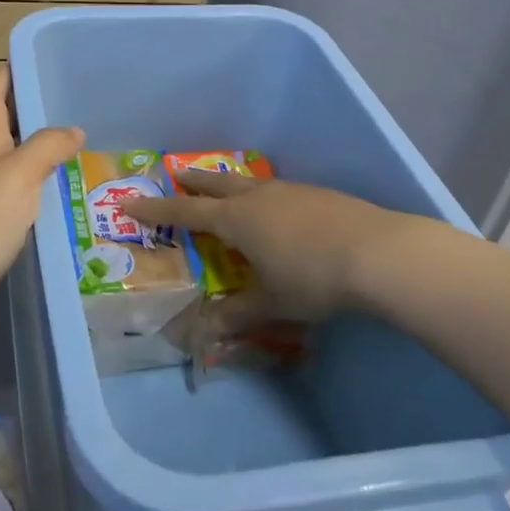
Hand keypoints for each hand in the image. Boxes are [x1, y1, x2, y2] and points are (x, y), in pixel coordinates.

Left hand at [0, 69, 82, 322]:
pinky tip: (55, 192)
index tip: (27, 58)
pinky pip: (15, 191)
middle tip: (65, 101)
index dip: (5, 76)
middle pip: (1, 127)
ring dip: (34, 147)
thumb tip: (74, 129)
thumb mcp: (17, 177)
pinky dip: (35, 183)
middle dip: (27, 110)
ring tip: (72, 144)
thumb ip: (46, 148)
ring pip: (10, 159)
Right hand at [126, 171, 404, 325]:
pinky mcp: (317, 194)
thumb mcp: (271, 302)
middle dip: (193, 183)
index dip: (156, 209)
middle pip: (215, 185)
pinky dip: (261, 196)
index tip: (131, 202)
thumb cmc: (313, 279)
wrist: (378, 253)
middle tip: (178, 177)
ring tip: (225, 193)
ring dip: (229, 186)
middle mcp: (257, 197)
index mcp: (236, 220)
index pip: (185, 212)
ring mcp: (289, 191)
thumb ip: (237, 315)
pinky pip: (276, 190)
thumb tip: (203, 333)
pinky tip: (276, 210)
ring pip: (248, 184)